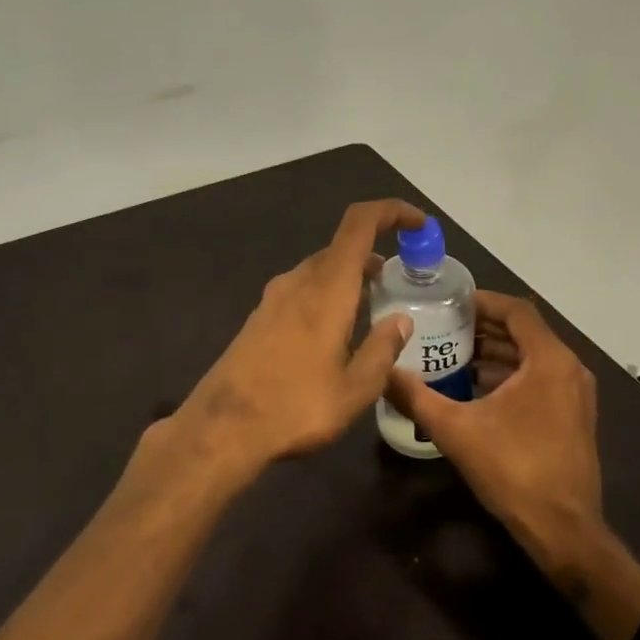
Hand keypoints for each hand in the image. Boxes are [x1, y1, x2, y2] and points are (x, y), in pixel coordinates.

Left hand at [147, 199, 424, 487]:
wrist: (222, 428)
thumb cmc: (296, 407)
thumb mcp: (355, 389)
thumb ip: (383, 350)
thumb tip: (402, 320)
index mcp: (327, 289)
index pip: (359, 224)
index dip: (391, 211)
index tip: (418, 225)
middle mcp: (298, 282)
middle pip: (340, 248)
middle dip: (374, 255)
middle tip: (399, 283)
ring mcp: (273, 299)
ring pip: (319, 271)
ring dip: (349, 278)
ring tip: (372, 309)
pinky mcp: (259, 319)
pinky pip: (301, 291)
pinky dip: (327, 295)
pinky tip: (334, 333)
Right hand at [384, 291, 606, 582]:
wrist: (563, 530)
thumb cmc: (513, 470)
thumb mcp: (455, 430)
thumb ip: (416, 397)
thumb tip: (383, 372)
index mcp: (549, 361)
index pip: (516, 310)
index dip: (482, 301)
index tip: (449, 303)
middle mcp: (569, 369)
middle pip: (524, 331)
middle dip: (484, 328)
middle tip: (444, 328)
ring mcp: (576, 394)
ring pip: (533, 357)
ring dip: (496, 353)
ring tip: (454, 356)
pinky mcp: (574, 416)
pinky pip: (541, 378)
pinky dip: (511, 375)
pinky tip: (477, 389)